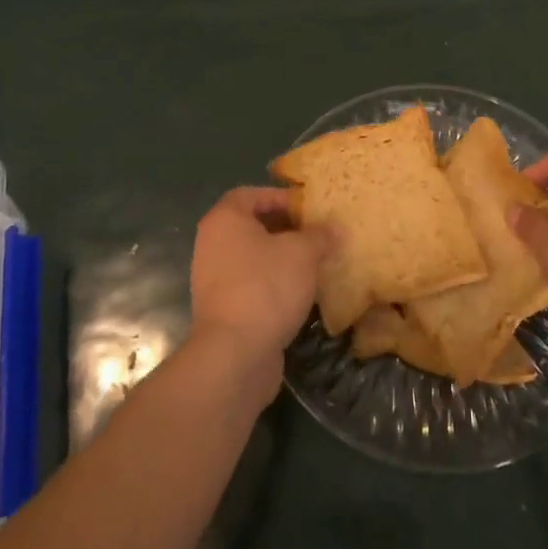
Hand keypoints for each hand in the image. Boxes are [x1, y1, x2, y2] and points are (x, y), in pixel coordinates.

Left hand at [189, 187, 326, 401]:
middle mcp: (212, 244)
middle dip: (286, 229)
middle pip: (252, 225)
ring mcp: (214, 279)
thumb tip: (335, 228)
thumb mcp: (303, 253)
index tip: (309, 209)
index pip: (251, 194)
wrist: (234, 354)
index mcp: (224, 219)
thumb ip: (320, 235)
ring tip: (315, 264)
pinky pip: (251, 284)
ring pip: (253, 257)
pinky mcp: (223, 309)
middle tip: (317, 235)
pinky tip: (301, 293)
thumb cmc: (266, 287)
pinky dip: (274, 284)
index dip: (281, 197)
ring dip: (282, 259)